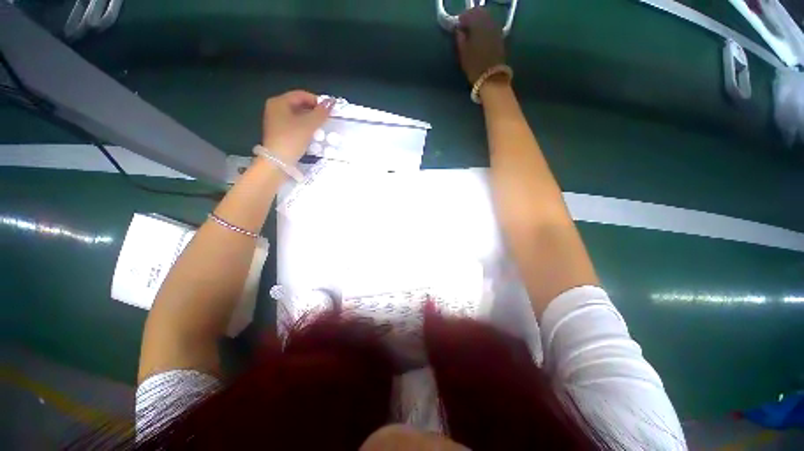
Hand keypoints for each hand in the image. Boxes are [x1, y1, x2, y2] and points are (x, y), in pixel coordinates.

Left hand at [262, 90, 334, 162]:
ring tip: (321, 128)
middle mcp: (275, 108)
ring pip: (298, 116)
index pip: (302, 95)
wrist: (278, 162)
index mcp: (279, 102)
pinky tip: (313, 135)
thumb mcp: (309, 125)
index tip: (329, 111)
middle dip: (314, 111)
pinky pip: (295, 125)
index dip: (317, 101)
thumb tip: (331, 101)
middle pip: (299, 105)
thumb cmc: (292, 139)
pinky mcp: (279, 133)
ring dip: (311, 121)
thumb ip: (321, 113)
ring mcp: (276, 121)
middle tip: (326, 120)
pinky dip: (305, 128)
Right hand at [455, 8, 505, 84]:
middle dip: (471, 17)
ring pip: (486, 17)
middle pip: (479, 12)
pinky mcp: (500, 36)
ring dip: (479, 22)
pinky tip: (480, 36)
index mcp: (477, 25)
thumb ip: (460, 39)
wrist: (491, 77)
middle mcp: (488, 22)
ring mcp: (496, 28)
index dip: (462, 19)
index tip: (457, 26)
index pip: (468, 14)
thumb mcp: (463, 53)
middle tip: (465, 27)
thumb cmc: (474, 66)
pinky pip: (491, 25)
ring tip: (472, 32)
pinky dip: (485, 27)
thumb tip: (459, 30)